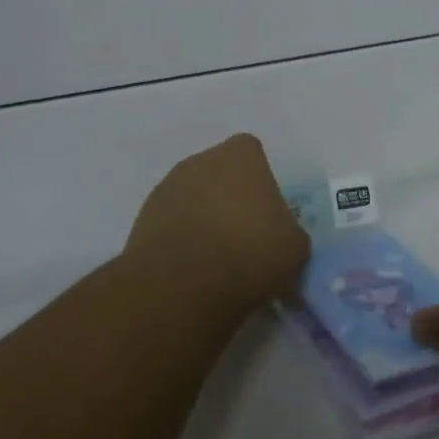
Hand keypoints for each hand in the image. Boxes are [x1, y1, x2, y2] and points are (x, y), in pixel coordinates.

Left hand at [125, 134, 308, 318]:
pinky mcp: (142, 219)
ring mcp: (167, 187)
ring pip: (193, 198)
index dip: (261, 182)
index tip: (266, 215)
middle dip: (230, 199)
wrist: (182, 285)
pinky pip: (171, 224)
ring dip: (203, 220)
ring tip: (216, 261)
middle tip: (244, 239)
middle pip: (220, 174)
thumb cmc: (250, 252)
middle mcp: (201, 160)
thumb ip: (290, 233)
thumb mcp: (295, 247)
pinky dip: (180, 241)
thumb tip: (281, 240)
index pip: (253, 154)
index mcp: (241, 154)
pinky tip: (191, 272)